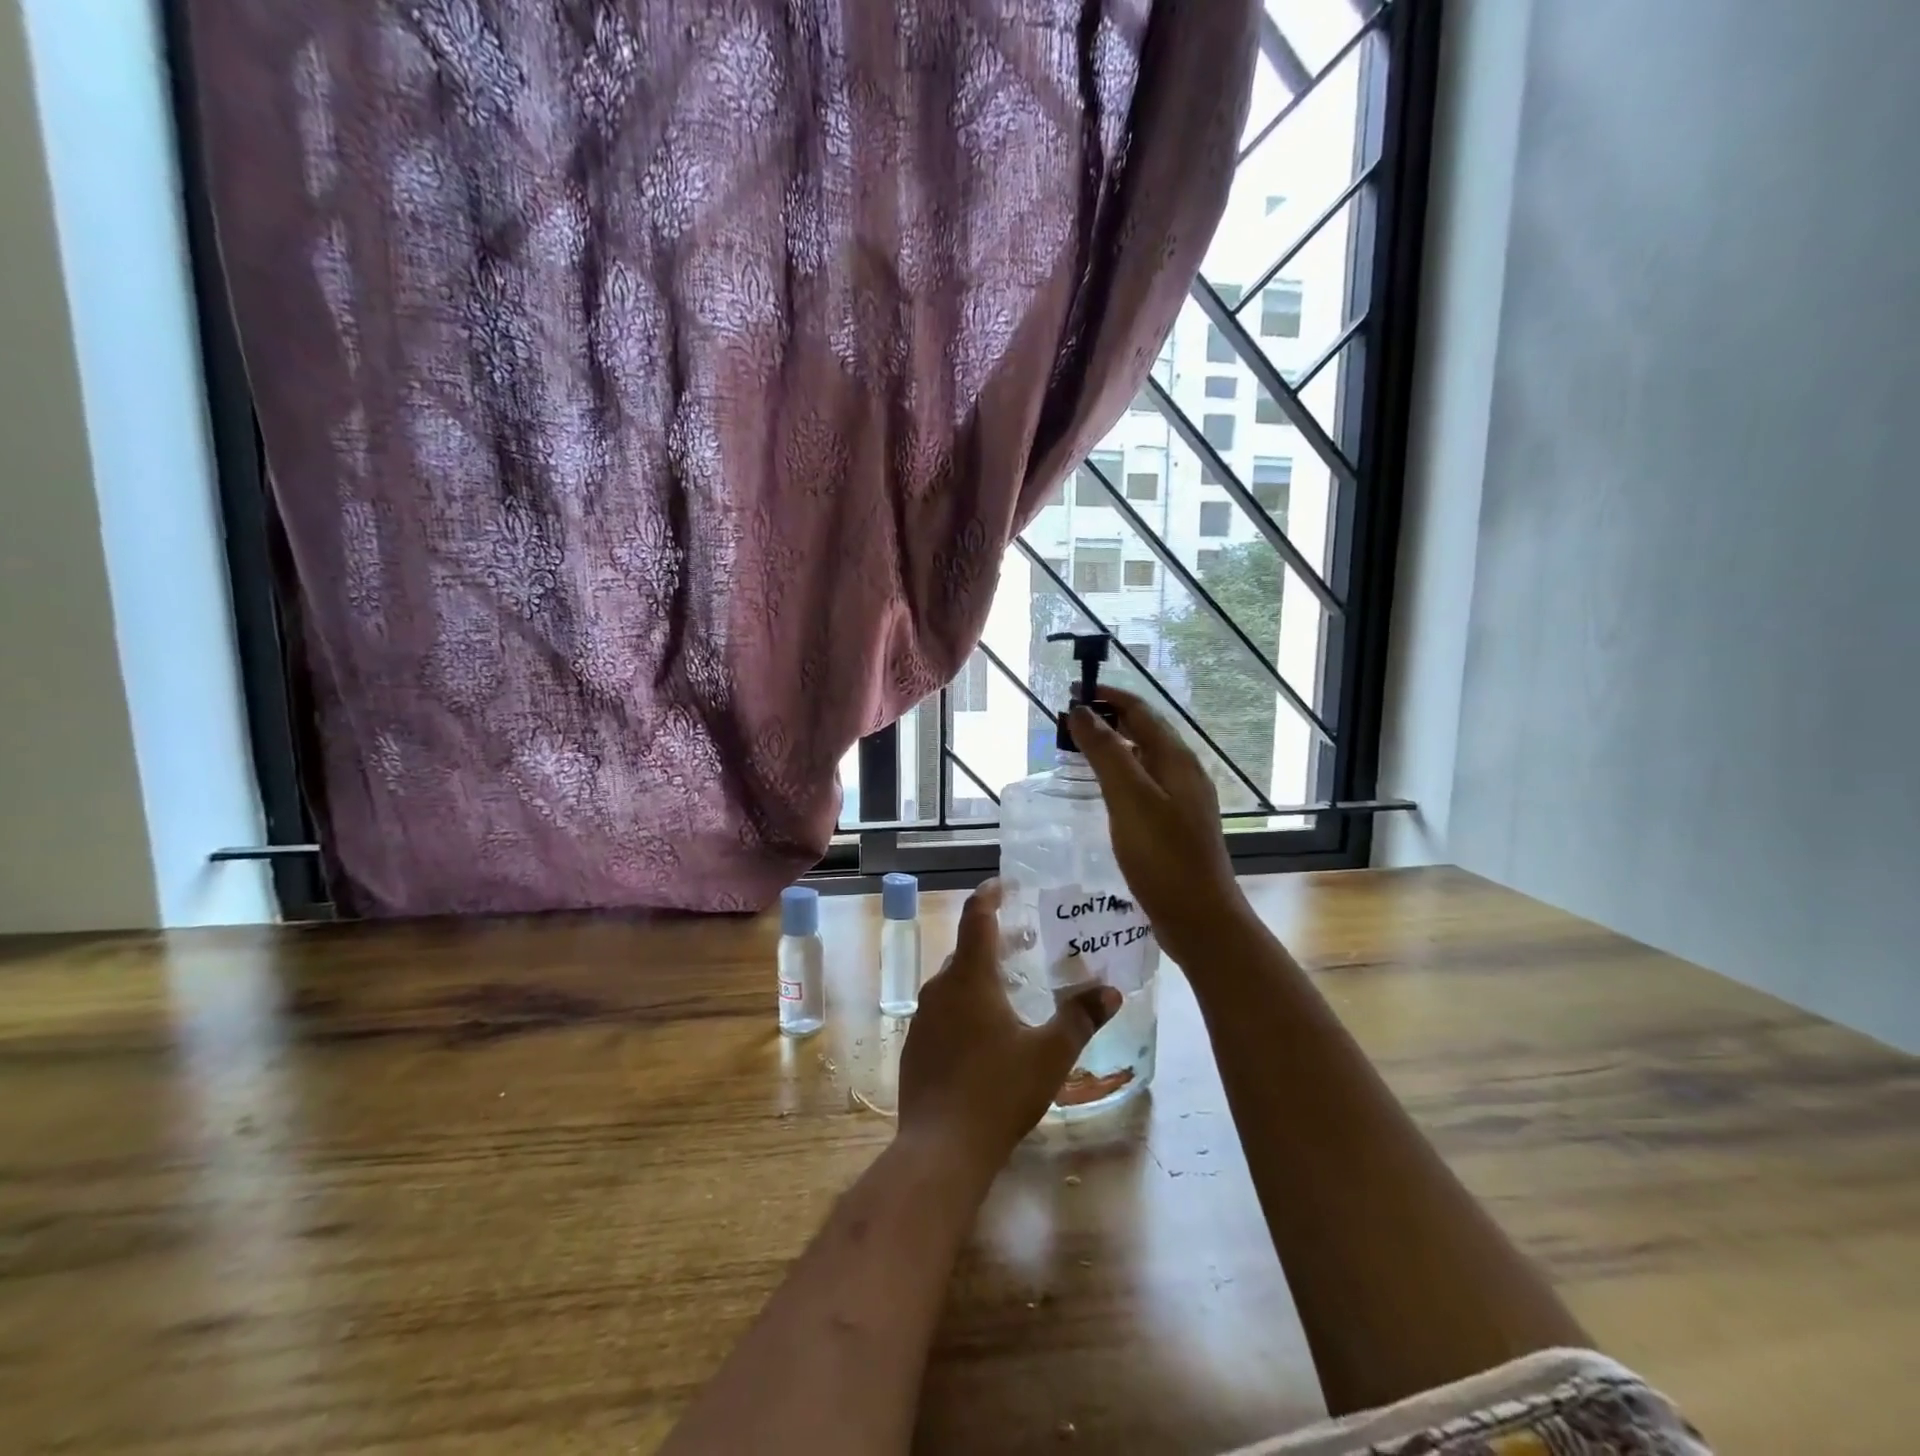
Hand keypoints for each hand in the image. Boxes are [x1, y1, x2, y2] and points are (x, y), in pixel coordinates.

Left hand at [898, 880, 1120, 1171]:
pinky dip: (963, 1008)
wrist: (941, 1149)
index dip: (989, 895)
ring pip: (953, 984)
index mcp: (969, 978)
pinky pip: (942, 1012)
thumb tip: (1111, 991)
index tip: (1003, 884)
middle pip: (966, 951)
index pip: (976, 918)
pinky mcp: (915, 1047)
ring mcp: (922, 1018)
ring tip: (1009, 989)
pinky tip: (984, 1035)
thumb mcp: (1050, 1054)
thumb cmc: (998, 1092)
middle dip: (992, 942)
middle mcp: (940, 988)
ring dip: (978, 978)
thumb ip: (1080, 1018)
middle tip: (1024, 944)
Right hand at [1069, 687, 1254, 967]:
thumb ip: (1106, 753)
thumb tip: (1082, 711)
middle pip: (1145, 731)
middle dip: (1109, 719)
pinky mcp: (1175, 824)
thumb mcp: (1130, 799)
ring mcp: (1182, 800)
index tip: (1073, 692)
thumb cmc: (1163, 857)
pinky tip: (1103, 792)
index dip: (1108, 697)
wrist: (1200, 918)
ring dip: (1113, 746)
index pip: (1141, 711)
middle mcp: (1184, 773)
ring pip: (1143, 759)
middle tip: (1070, 721)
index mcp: (1177, 760)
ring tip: (1079, 749)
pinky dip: (1119, 775)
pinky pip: (1144, 785)